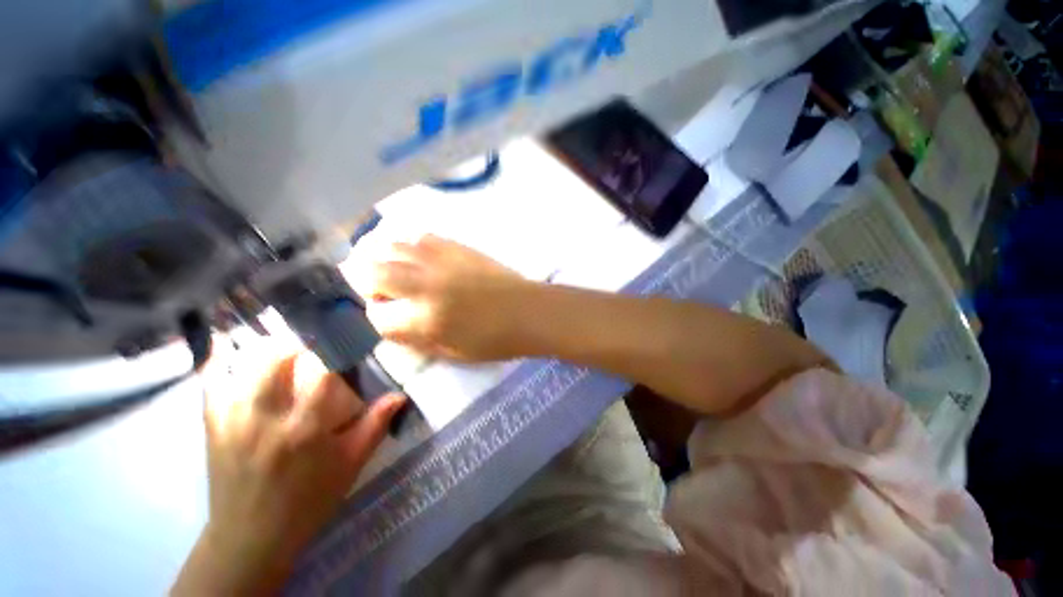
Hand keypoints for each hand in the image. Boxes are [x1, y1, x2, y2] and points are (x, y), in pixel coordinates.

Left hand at [172, 339, 405, 594]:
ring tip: (286, 344)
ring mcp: (232, 419)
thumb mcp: (350, 464)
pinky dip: (222, 359)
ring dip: (268, 346)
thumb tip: (400, 395)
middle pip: (275, 357)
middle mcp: (264, 418)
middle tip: (317, 344)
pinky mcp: (212, 424)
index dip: (338, 347)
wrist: (250, 536)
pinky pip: (211, 380)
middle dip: (300, 341)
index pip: (321, 371)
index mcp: (303, 429)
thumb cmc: (308, 500)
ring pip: (243, 363)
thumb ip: (375, 425)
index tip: (351, 338)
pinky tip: (232, 347)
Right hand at [350, 234, 534, 361]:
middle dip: (364, 281)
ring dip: (383, 257)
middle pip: (373, 273)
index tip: (386, 318)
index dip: (376, 318)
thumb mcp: (453, 353)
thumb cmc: (495, 340)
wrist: (528, 311)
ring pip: (392, 247)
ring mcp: (441, 261)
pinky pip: (421, 236)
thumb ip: (417, 340)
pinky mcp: (457, 247)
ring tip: (390, 267)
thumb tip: (392, 325)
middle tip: (374, 288)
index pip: (377, 316)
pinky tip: (417, 254)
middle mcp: (426, 285)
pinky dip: (410, 245)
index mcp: (425, 319)